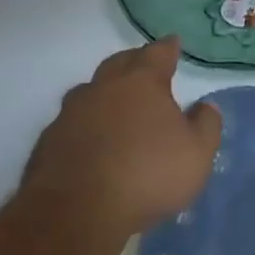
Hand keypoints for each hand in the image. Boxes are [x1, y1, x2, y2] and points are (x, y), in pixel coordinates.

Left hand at [21, 38, 221, 240]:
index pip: (157, 53)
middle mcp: (103, 88)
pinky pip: (72, 122)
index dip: (168, 47)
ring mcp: (70, 113)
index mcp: (141, 83)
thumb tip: (205, 106)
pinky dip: (86, 123)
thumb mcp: (196, 154)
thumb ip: (206, 125)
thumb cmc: (147, 174)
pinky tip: (91, 139)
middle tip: (145, 66)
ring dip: (106, 92)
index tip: (174, 43)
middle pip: (120, 63)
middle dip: (134, 61)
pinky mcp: (49, 141)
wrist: (77, 212)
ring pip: (91, 91)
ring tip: (117, 103)